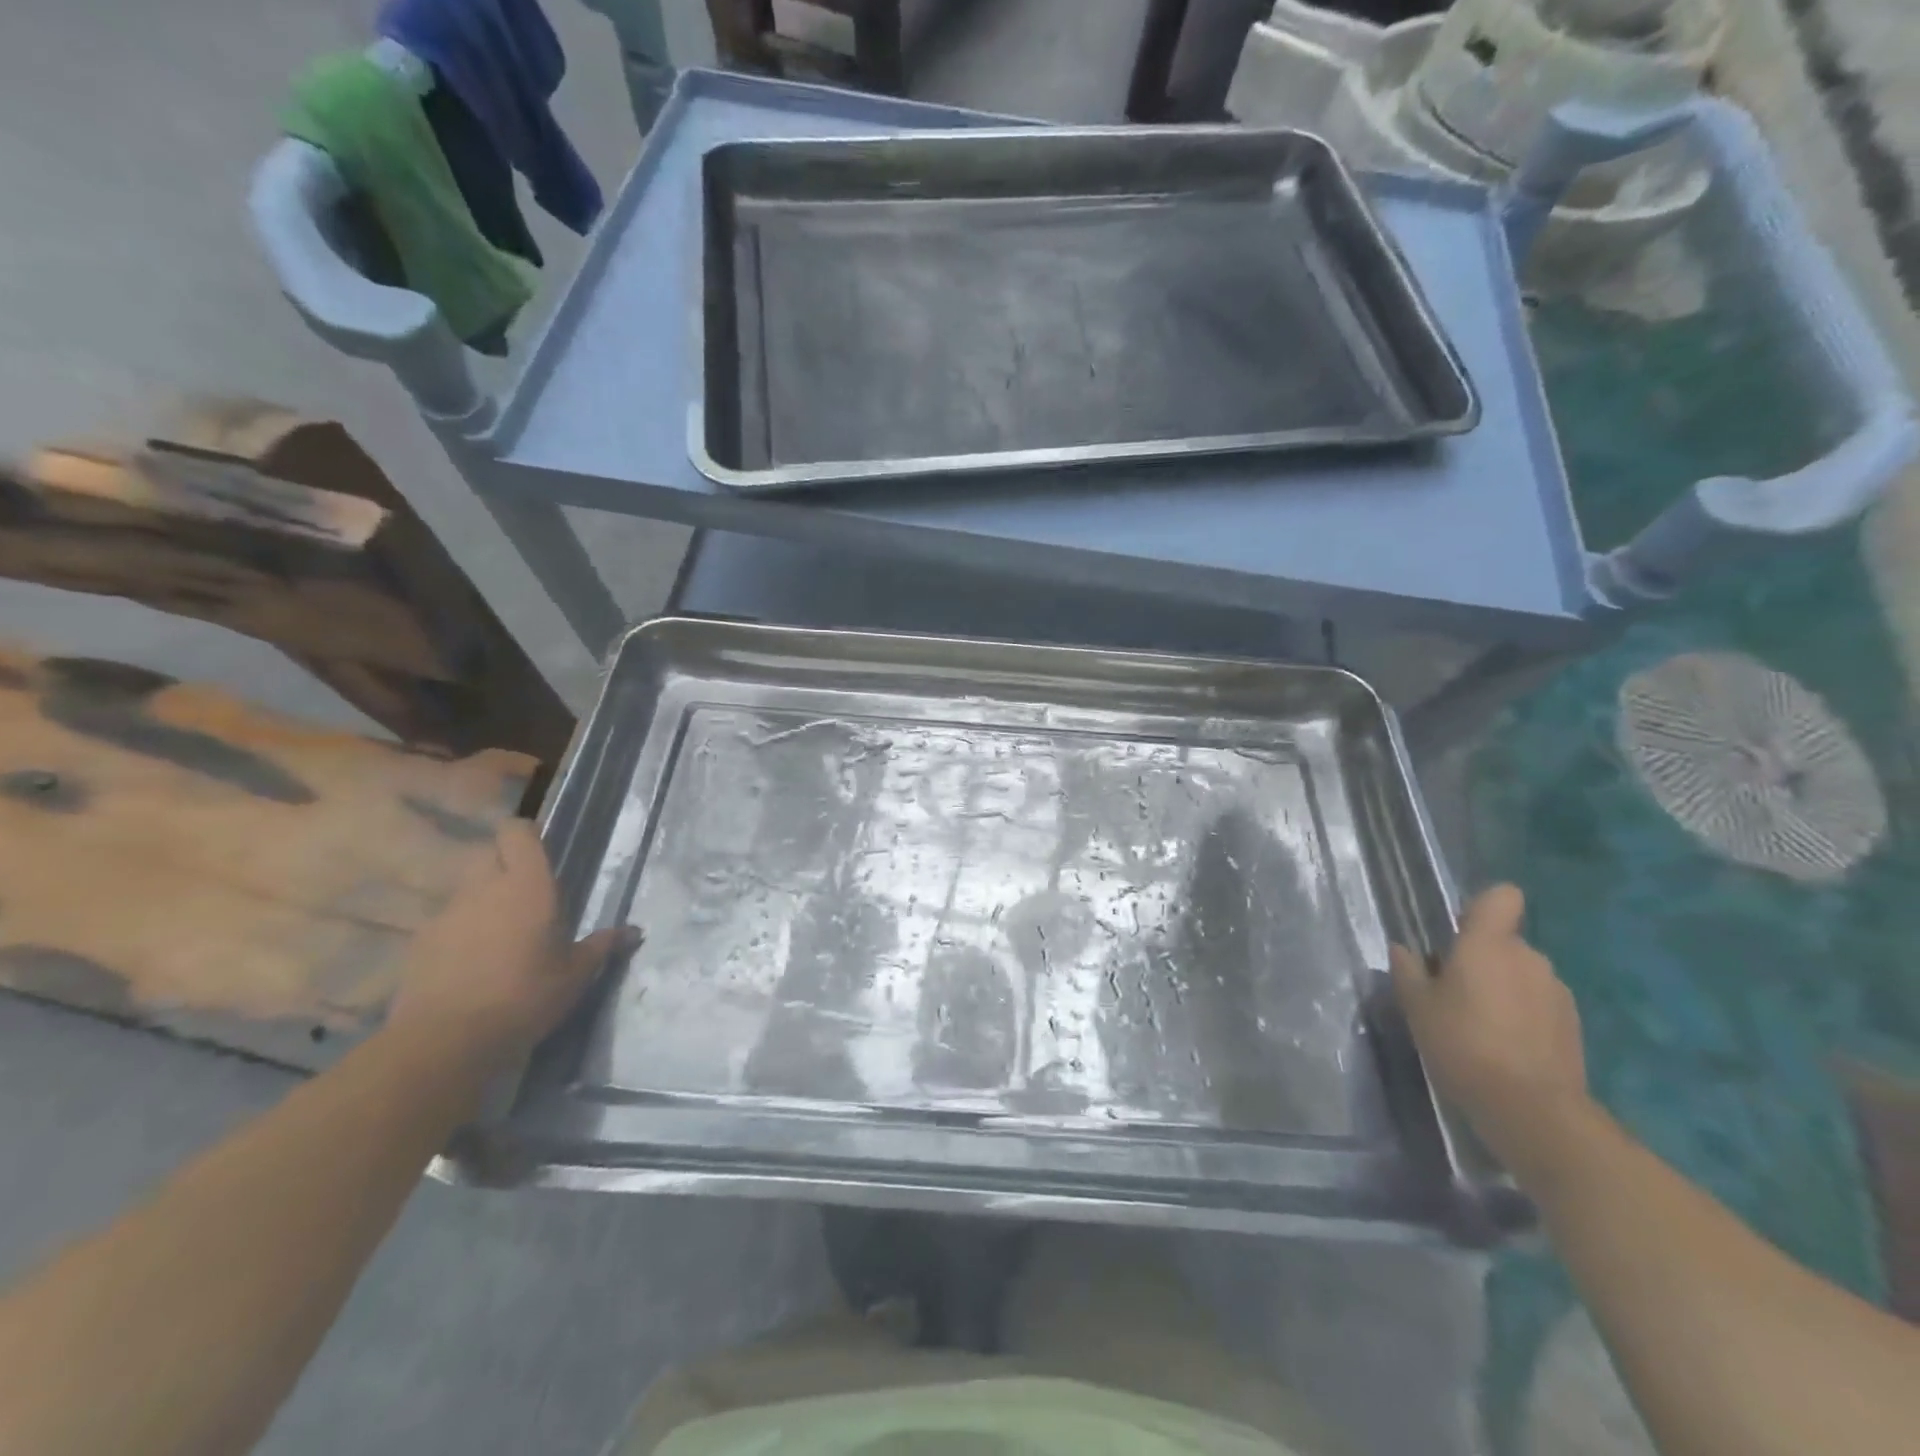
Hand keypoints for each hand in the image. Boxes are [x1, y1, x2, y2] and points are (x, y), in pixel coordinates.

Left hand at [386, 820, 635, 1071]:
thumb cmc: (526, 995)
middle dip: (507, 868)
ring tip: (502, 939)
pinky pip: (447, 924)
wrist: (446, 1041)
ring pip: (468, 891)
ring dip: (485, 903)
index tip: (541, 853)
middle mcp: (484, 888)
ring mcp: (447, 914)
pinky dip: (461, 934)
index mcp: (527, 885)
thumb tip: (635, 931)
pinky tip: (473, 966)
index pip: (516, 832)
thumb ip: (603, 946)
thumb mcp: (576, 974)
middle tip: (529, 899)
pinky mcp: (421, 943)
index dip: (526, 835)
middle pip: (490, 856)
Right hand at [1390, 885, 1589, 1175]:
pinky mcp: (1573, 1025)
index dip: (1482, 907)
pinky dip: (1523, 1016)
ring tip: (1480, 1025)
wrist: (1531, 1109)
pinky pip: (1539, 1003)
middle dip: (1482, 959)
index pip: (1501, 897)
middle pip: (1505, 942)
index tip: (1459, 932)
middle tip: (1454, 992)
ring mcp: (1556, 991)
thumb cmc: (1462, 1043)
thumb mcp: (1417, 1006)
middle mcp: (1529, 957)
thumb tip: (1403, 949)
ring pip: (1522, 974)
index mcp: (1488, 944)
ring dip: (1504, 988)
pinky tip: (1505, 1047)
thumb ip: (1408, 971)